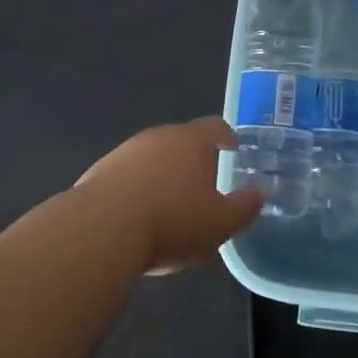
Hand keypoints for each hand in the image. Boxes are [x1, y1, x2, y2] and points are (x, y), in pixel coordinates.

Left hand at [73, 117, 260, 272]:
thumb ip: (244, 207)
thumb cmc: (172, 220)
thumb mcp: (220, 223)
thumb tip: (260, 194)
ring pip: (151, 158)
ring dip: (162, 175)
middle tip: (203, 183)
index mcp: (191, 141)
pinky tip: (137, 217)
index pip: (215, 127)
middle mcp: (157, 137)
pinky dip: (136, 190)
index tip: (233, 148)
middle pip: (181, 140)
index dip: (226, 137)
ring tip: (169, 205)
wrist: (101, 229)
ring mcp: (124, 152)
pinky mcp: (98, 173)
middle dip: (193, 159)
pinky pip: (126, 177)